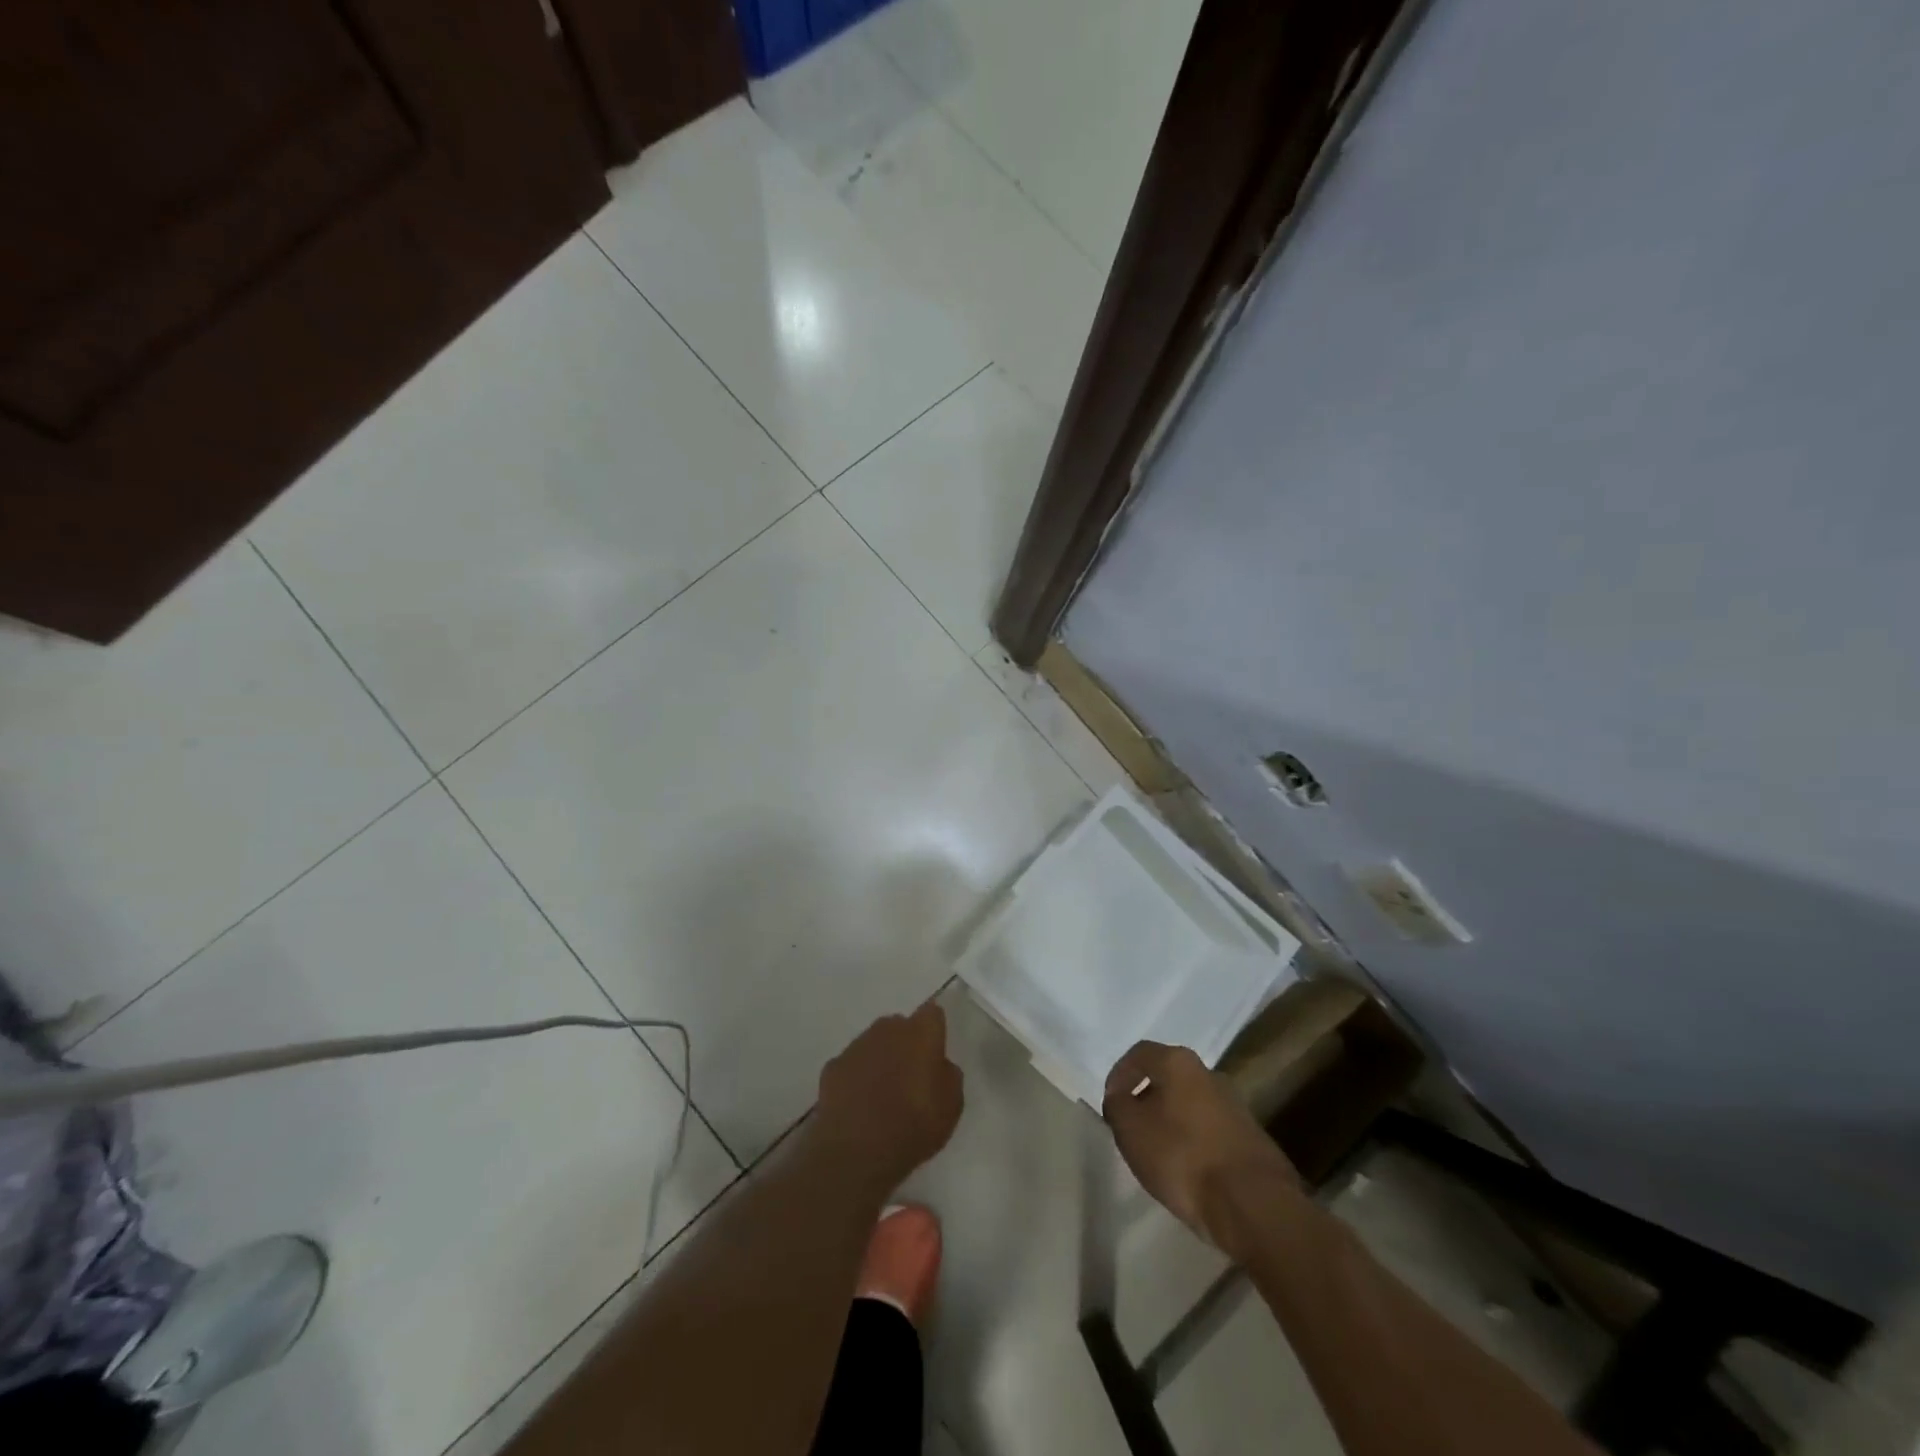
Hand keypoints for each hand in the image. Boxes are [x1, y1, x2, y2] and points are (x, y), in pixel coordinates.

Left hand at [815, 1002, 963, 1192]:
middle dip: (906, 1043)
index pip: (932, 1014)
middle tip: (911, 1075)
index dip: (935, 1030)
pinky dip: (857, 1077)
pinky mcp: (833, 1067)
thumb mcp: (952, 1106)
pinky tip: (859, 1104)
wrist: (857, 1151)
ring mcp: (856, 1046)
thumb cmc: (914, 1125)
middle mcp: (887, 1029)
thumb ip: (948, 1075)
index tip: (936, 1050)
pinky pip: (852, 1065)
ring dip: (880, 1059)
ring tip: (883, 1093)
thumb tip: (939, 1065)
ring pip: (873, 1043)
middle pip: (900, 1026)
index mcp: (920, 1033)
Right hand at [1102, 1041, 1302, 1258]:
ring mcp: (1235, 1105)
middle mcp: (1209, 1074)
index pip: (1139, 1054)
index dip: (1119, 1075)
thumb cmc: (1182, 1156)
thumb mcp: (1131, 1129)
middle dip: (1147, 1098)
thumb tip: (1121, 1097)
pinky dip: (1194, 1143)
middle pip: (1168, 1078)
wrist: (1253, 1203)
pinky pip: (1211, 1130)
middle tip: (1132, 1127)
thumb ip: (1118, 1106)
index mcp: (1178, 1062)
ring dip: (1172, 1122)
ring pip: (1191, 1105)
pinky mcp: (1251, 1138)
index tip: (1111, 1103)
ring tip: (1158, 1153)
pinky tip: (1188, 1170)